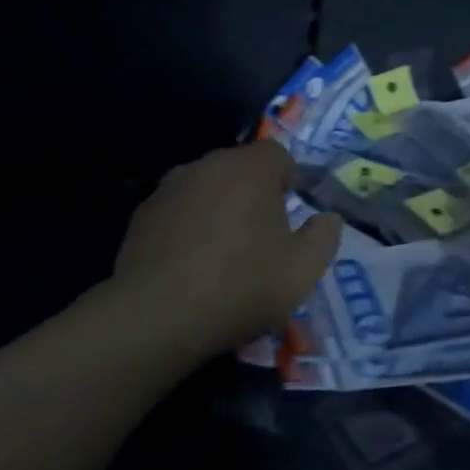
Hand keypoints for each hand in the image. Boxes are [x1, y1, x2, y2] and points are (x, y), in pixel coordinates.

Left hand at [112, 141, 341, 361]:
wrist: (158, 315)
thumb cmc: (241, 285)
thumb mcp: (303, 270)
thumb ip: (324, 236)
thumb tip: (328, 219)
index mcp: (249, 168)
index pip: (277, 154)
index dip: (288, 179)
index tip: (291, 213)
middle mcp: (207, 165)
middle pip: (239, 168)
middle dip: (254, 193)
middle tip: (262, 236)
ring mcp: (169, 188)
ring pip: (206, 188)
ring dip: (219, 209)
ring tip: (224, 253)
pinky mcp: (142, 214)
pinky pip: (178, 211)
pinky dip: (188, 227)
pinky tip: (190, 264)